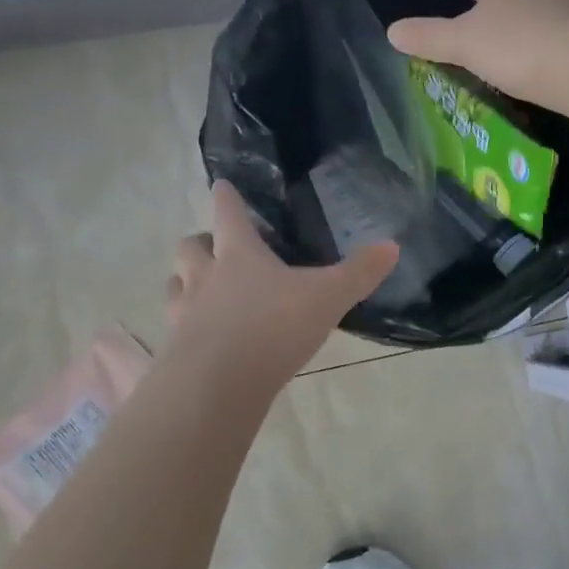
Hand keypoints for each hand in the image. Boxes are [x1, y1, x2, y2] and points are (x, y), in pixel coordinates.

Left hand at [166, 182, 397, 383]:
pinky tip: (204, 337)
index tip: (222, 185)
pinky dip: (186, 324)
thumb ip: (359, 273)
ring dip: (186, 281)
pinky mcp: (176, 347)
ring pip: (176, 284)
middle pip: (190, 247)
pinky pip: (175, 326)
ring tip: (203, 291)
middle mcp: (205, 276)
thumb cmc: (274, 326)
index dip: (227, 197)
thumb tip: (392, 245)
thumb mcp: (328, 298)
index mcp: (239, 254)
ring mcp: (185, 312)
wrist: (219, 383)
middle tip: (216, 247)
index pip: (228, 213)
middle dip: (200, 242)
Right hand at [387, 0, 568, 107]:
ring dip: (533, 19)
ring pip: (546, 0)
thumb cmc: (516, 45)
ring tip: (519, 52)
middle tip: (491, 34)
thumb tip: (391, 32)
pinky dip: (558, 38)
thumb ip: (427, 37)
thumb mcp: (462, 44)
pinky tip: (549, 64)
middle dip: (506, 0)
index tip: (473, 5)